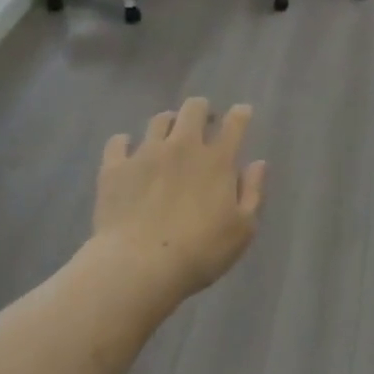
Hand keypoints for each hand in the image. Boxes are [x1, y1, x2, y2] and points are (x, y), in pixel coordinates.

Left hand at [91, 98, 267, 304]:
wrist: (139, 265)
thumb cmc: (200, 252)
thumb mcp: (242, 229)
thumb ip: (252, 192)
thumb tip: (258, 163)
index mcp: (217, 161)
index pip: (234, 124)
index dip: (240, 114)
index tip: (242, 113)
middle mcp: (182, 146)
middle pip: (193, 109)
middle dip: (201, 110)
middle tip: (203, 124)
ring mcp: (146, 153)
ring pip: (158, 120)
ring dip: (168, 123)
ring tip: (168, 136)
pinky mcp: (115, 167)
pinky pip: (119, 142)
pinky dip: (126, 143)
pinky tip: (128, 152)